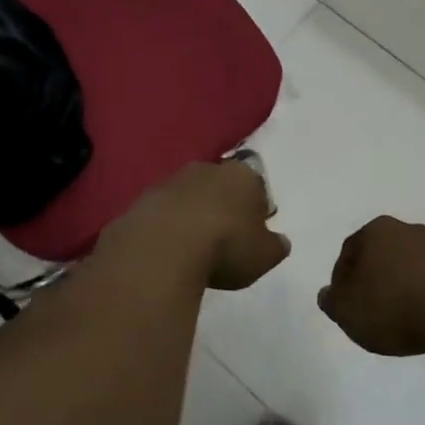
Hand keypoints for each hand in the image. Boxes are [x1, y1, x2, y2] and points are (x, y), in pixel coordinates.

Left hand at [107, 158, 289, 291]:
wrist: (162, 247)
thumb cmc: (225, 246)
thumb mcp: (263, 255)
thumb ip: (275, 246)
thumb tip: (280, 241)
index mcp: (242, 176)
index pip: (256, 185)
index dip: (256, 208)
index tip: (253, 231)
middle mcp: (208, 169)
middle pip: (220, 185)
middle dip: (223, 205)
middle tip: (224, 237)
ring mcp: (172, 181)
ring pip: (189, 195)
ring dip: (192, 214)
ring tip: (193, 247)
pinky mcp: (143, 199)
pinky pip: (163, 212)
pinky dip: (167, 227)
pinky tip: (168, 250)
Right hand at [318, 217, 424, 356]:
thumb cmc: (391, 306)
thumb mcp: (347, 311)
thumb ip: (332, 301)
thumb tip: (327, 294)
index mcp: (376, 230)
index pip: (349, 251)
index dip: (341, 279)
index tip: (343, 305)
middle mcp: (406, 230)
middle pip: (380, 254)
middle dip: (371, 279)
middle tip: (367, 310)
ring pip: (407, 266)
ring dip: (399, 287)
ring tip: (397, 319)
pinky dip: (422, 295)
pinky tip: (422, 319)